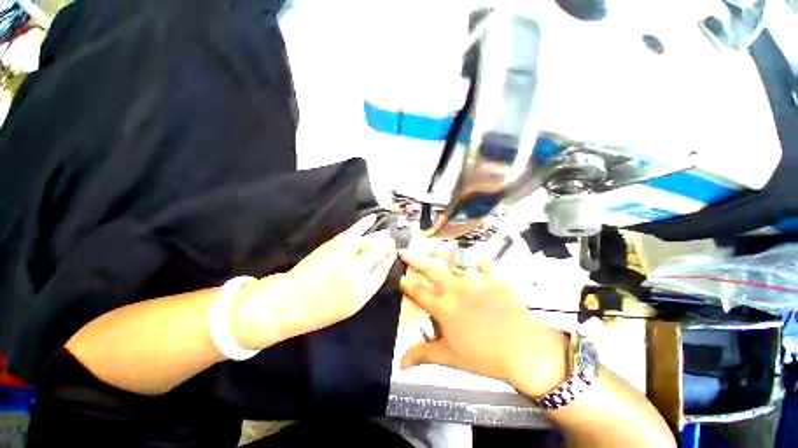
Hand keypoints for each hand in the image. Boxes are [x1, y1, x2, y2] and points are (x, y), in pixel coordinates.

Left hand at [231, 215, 397, 349]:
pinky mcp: (335, 244)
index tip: (394, 251)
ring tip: (387, 233)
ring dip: (380, 235)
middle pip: (379, 252)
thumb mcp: (351, 306)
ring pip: (371, 241)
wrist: (290, 302)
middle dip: (387, 245)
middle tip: (392, 240)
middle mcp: (359, 270)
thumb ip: (368, 286)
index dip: (390, 258)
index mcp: (364, 289)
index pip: (384, 268)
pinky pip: (355, 230)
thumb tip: (380, 267)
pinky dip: (364, 223)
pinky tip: (373, 217)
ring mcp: (347, 254)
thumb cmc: (321, 310)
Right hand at [398, 249, 568, 395]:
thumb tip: (400, 364)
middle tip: (404, 252)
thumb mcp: (450, 357)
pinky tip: (473, 250)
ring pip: (452, 261)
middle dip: (415, 260)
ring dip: (439, 253)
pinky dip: (476, 255)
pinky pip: (482, 261)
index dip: (406, 284)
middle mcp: (455, 288)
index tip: (398, 277)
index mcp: (443, 307)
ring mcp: (475, 280)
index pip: (418, 292)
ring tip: (430, 246)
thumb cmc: (484, 356)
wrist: (524, 349)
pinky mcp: (493, 277)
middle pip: (430, 270)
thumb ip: (423, 354)